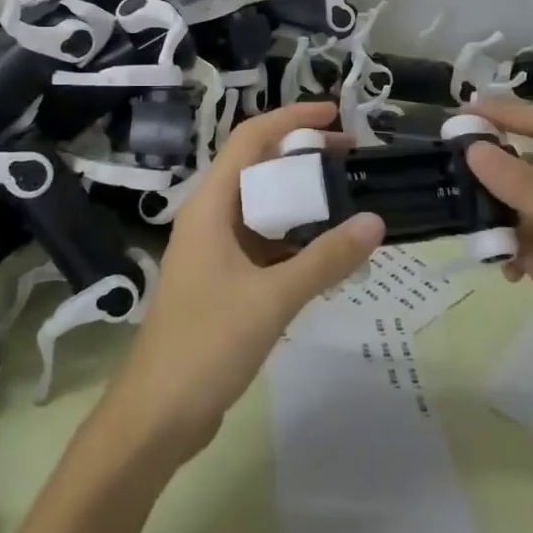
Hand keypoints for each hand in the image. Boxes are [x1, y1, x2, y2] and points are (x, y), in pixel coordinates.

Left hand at [105, 103, 384, 460]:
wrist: (156, 417)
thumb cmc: (206, 345)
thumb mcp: (272, 299)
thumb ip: (325, 259)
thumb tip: (376, 221)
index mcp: (210, 207)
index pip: (250, 140)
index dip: (291, 118)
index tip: (335, 115)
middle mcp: (210, 219)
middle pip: (258, 169)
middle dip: (302, 157)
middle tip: (351, 158)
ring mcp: (214, 252)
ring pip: (262, 209)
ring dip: (300, 200)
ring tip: (347, 199)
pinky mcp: (222, 283)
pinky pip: (263, 244)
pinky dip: (294, 239)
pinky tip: (326, 252)